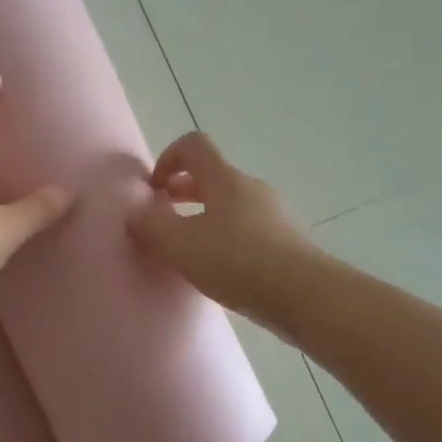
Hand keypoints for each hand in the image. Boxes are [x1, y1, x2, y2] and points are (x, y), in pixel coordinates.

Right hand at [128, 131, 313, 318]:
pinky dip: (224, 239)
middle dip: (180, 193)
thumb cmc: (237, 262)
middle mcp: (250, 188)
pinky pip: (245, 228)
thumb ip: (150, 225)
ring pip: (228, 204)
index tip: (153, 192)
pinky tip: (218, 270)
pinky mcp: (285, 241)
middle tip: (162, 221)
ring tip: (187, 251)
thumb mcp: (179, 245)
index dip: (167, 159)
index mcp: (224, 179)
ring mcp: (272, 214)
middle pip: (210, 175)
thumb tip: (136, 212)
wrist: (305, 296)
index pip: (193, 145)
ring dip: (202, 218)